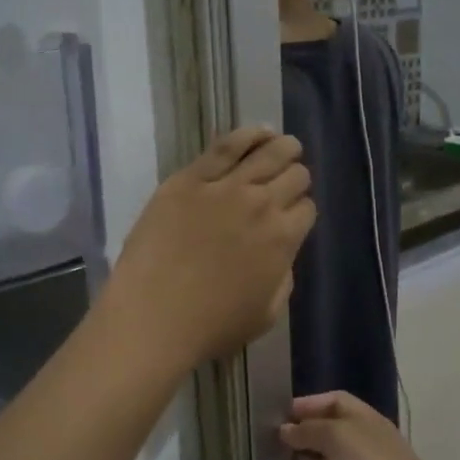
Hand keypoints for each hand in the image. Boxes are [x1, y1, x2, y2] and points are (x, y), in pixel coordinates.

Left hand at [104, 127, 314, 370]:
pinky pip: (225, 146)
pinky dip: (248, 135)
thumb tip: (282, 254)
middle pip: (293, 176)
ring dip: (284, 148)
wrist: (152, 317)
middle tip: (288, 182)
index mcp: (282, 240)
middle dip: (296, 178)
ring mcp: (224, 187)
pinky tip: (260, 132)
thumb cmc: (210, 327)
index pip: (307, 209)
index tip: (292, 216)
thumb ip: (283, 279)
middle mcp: (261, 205)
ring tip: (286, 145)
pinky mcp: (189, 179)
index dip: (301, 211)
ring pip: (267, 153)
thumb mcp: (266, 315)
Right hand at [280, 393, 458, 459]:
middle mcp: (365, 446)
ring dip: (304, 456)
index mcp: (368, 423)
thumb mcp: (341, 438)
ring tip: (273, 456)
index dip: (310, 403)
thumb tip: (286, 430)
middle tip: (268, 437)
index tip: (278, 412)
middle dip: (303, 430)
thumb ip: (311, 429)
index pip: (336, 402)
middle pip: (330, 431)